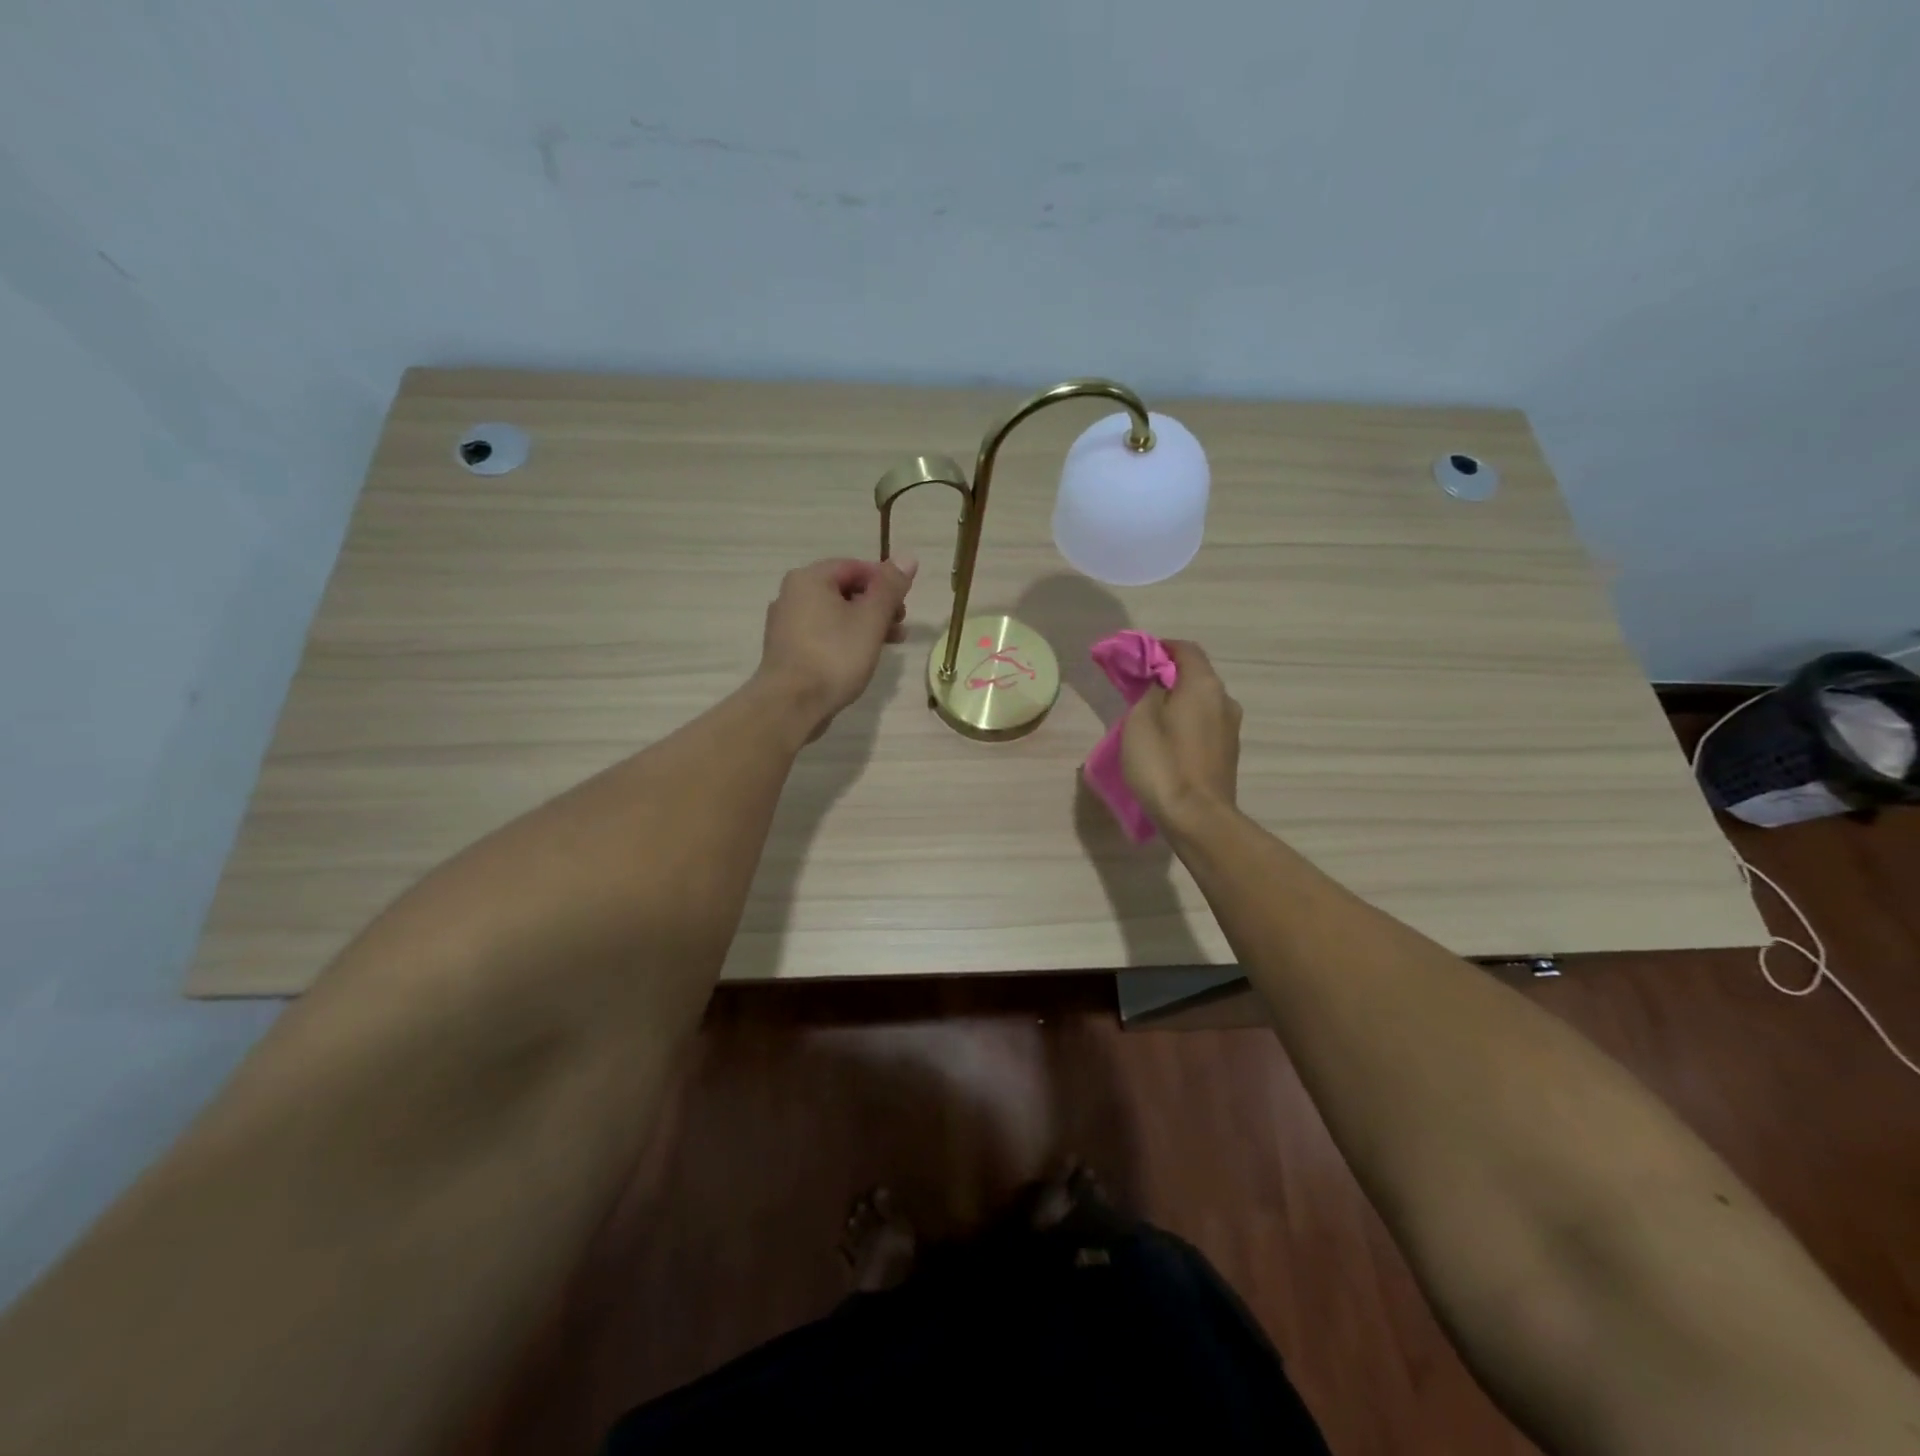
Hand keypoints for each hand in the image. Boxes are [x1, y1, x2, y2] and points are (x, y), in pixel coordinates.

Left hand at [755, 556, 918, 737]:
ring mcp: (786, 624)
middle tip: (900, 625)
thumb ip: (890, 588)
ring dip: (865, 624)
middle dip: (877, 606)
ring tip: (890, 644)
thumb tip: (908, 558)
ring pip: (835, 615)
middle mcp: (792, 594)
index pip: (855, 567)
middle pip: (844, 590)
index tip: (904, 604)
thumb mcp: (871, 619)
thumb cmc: (835, 656)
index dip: (885, 582)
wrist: (791, 704)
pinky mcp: (788, 650)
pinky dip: (845, 639)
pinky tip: (862, 658)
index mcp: (809, 579)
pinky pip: (823, 635)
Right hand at [1120, 640, 1241, 834]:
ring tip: (1149, 718)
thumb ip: (1149, 691)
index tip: (1136, 658)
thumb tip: (1158, 682)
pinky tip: (1166, 741)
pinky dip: (1186, 723)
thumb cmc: (1163, 763)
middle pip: (1196, 675)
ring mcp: (1231, 729)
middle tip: (1138, 689)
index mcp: (1204, 685)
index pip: (1185, 649)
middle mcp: (1225, 700)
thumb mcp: (1140, 720)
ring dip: (1177, 702)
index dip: (1160, 648)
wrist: (1197, 818)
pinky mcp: (1227, 754)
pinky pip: (1204, 725)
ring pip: (1201, 702)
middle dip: (1168, 676)